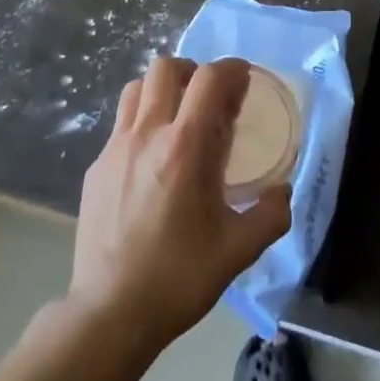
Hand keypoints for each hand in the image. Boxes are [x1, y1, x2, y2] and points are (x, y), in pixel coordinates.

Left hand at [70, 57, 290, 349]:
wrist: (110, 312)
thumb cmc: (178, 277)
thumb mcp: (239, 250)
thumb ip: (271, 215)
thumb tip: (283, 192)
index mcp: (185, 146)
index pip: (209, 78)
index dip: (231, 70)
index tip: (244, 81)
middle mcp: (147, 134)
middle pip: (166, 68)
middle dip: (193, 72)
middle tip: (210, 99)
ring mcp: (115, 147)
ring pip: (136, 88)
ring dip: (161, 89)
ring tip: (178, 117)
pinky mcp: (96, 166)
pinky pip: (120, 122)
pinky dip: (141, 121)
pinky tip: (151, 158)